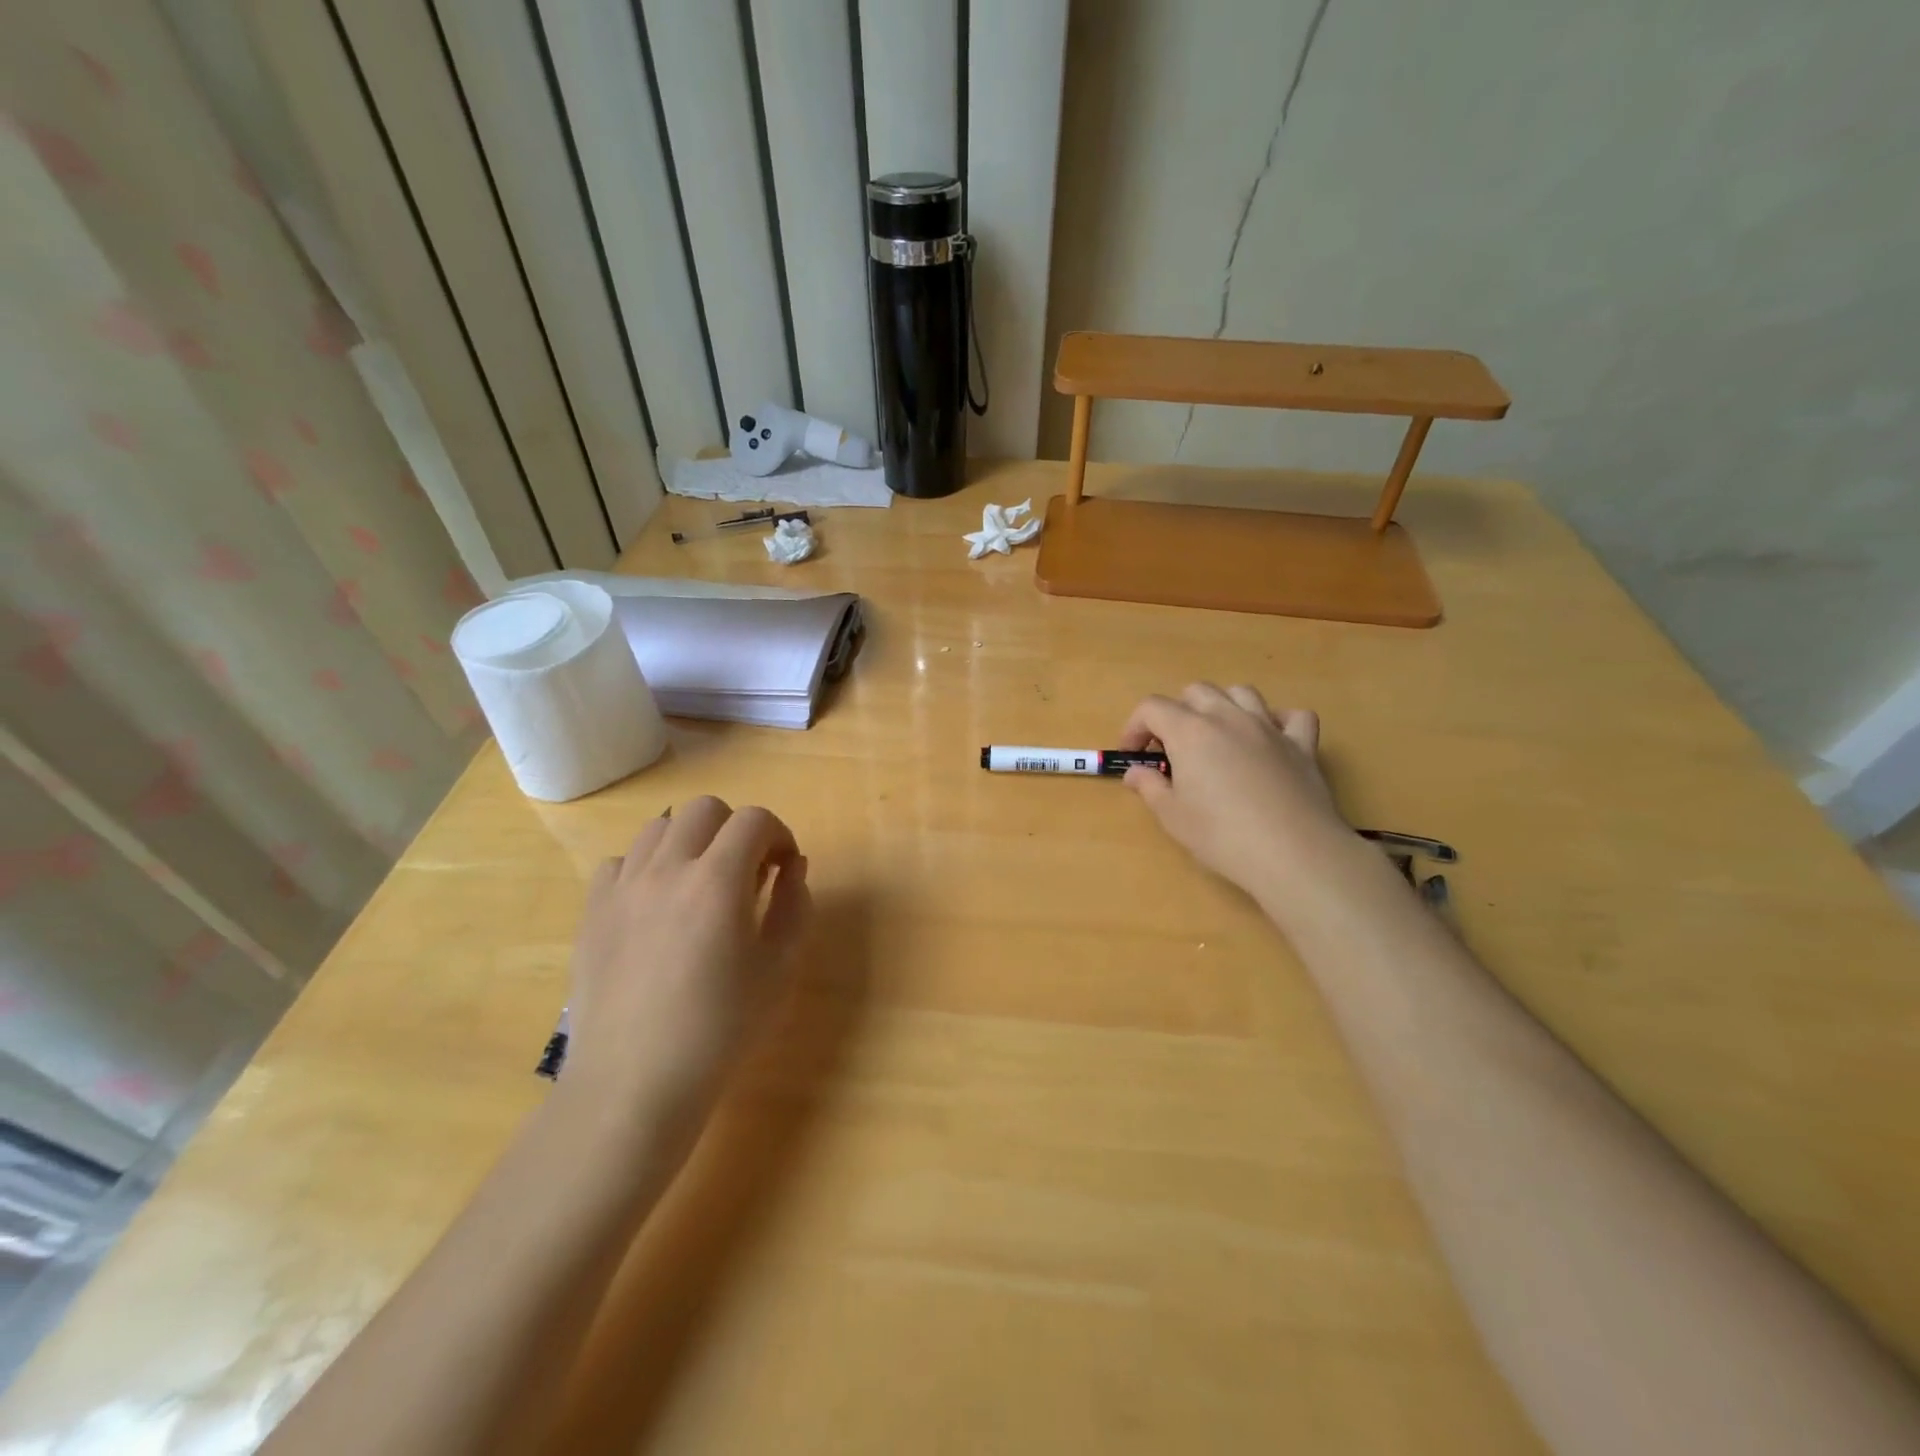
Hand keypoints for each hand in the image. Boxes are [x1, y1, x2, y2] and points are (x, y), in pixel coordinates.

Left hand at [561, 797, 812, 1139]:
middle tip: (746, 873)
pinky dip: (645, 868)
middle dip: (735, 829)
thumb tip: (793, 868)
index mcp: (718, 881)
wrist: (635, 1084)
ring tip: (699, 885)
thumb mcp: (780, 969)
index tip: (784, 868)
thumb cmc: (720, 1029)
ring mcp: (622, 887)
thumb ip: (795, 906)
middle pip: (705, 809)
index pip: (754, 820)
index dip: (779, 835)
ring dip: (691, 842)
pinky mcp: (592, 912)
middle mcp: (667, 869)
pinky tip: (655, 906)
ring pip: (659, 827)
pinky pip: (619, 862)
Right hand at [1119, 684, 1350, 904]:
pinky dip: (1278, 721)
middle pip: (1196, 692)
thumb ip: (1150, 787)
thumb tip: (1136, 773)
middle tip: (1172, 748)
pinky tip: (1270, 740)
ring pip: (1241, 693)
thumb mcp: (1172, 816)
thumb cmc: (1221, 835)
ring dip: (1222, 706)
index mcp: (1190, 731)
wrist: (1292, 853)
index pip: (1152, 708)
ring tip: (1217, 736)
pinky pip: (1293, 717)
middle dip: (1177, 712)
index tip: (1132, 755)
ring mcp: (1268, 727)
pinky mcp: (1302, 745)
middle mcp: (1228, 717)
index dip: (1135, 727)